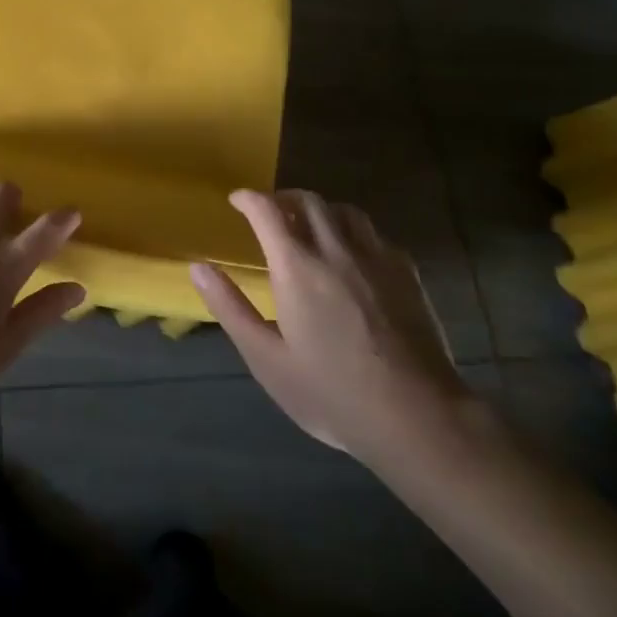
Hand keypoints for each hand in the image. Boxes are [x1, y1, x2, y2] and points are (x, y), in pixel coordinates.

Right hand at [190, 190, 473, 466]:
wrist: (419, 418)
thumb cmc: (332, 392)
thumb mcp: (267, 359)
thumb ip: (230, 308)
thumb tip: (198, 267)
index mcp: (296, 267)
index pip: (267, 210)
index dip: (248, 198)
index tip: (236, 202)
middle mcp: (335, 250)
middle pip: (308, 200)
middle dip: (282, 198)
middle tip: (269, 214)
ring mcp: (376, 259)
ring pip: (344, 211)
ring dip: (320, 210)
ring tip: (309, 228)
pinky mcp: (406, 274)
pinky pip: (374, 234)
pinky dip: (353, 232)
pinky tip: (351, 256)